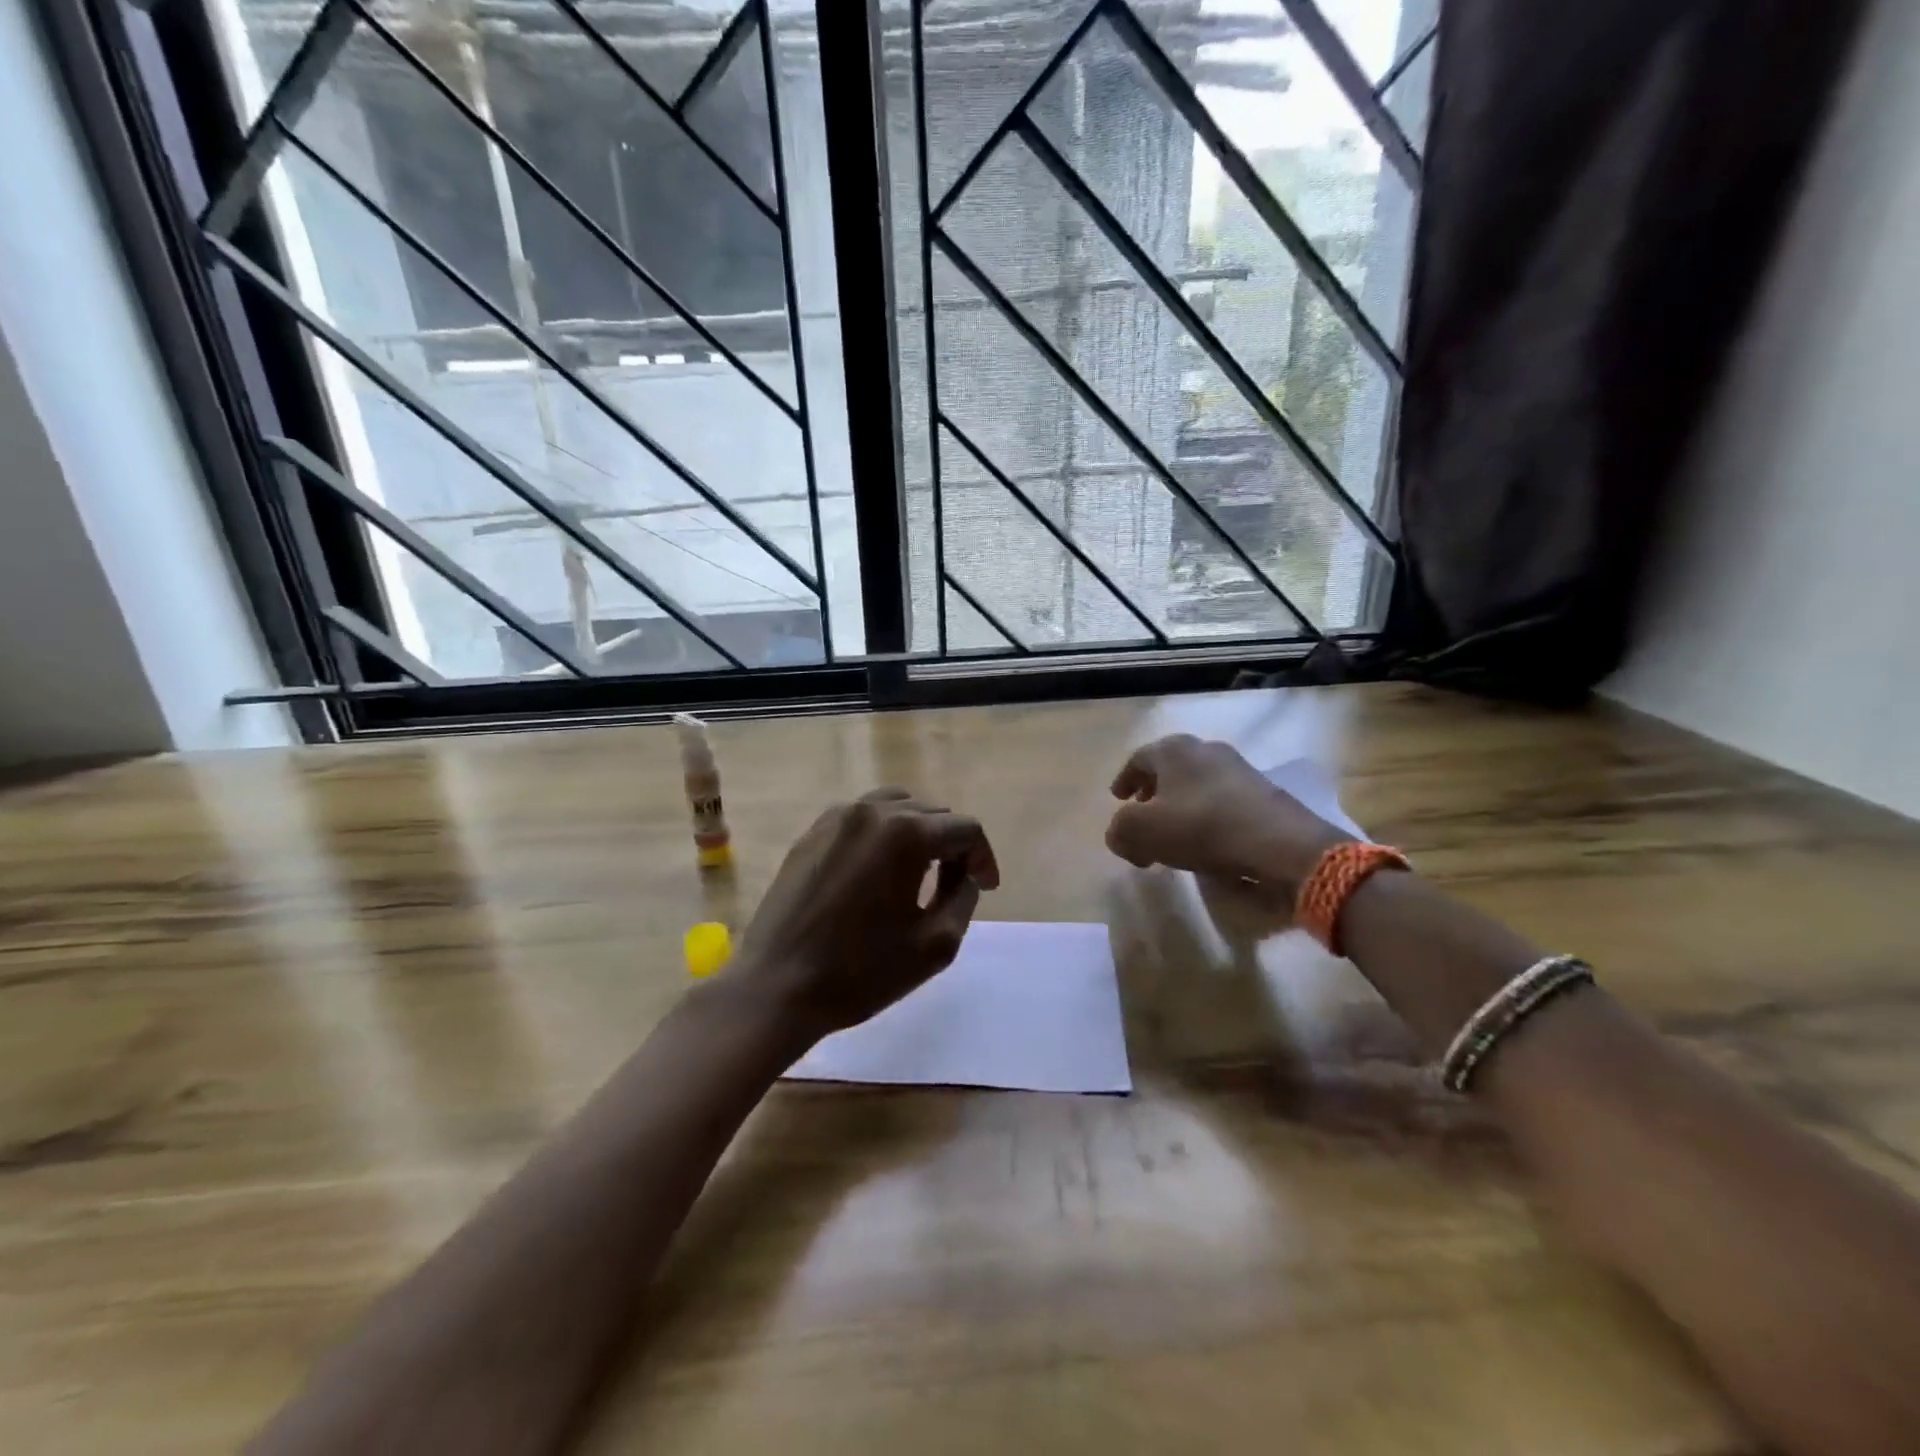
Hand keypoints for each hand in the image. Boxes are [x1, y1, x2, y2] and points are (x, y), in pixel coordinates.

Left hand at [731, 788, 999, 1043]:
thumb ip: (965, 898)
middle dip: (952, 845)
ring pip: (895, 807)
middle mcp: (872, 812)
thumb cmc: (862, 971)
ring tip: (919, 870)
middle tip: (955, 884)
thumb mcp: (935, 945)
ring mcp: (836, 819)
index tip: (986, 888)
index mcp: (906, 834)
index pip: (965, 828)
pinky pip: (861, 819)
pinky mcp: (811, 833)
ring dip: (917, 833)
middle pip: (931, 813)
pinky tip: (878, 871)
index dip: (983, 857)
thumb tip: (965, 875)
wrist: (777, 987)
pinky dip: (881, 835)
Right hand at [1105, 735, 1350, 897]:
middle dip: (1151, 794)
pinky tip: (1205, 842)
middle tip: (1142, 817)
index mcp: (1173, 750)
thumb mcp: (1142, 832)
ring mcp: (1238, 768)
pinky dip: (1204, 816)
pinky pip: (1220, 800)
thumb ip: (1120, 830)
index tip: (1118, 799)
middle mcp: (1205, 749)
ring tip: (1172, 836)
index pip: (1138, 759)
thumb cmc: (1202, 828)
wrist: (1280, 844)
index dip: (1124, 780)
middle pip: (1168, 769)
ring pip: (1195, 784)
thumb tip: (1120, 834)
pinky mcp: (1262, 791)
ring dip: (1178, 807)